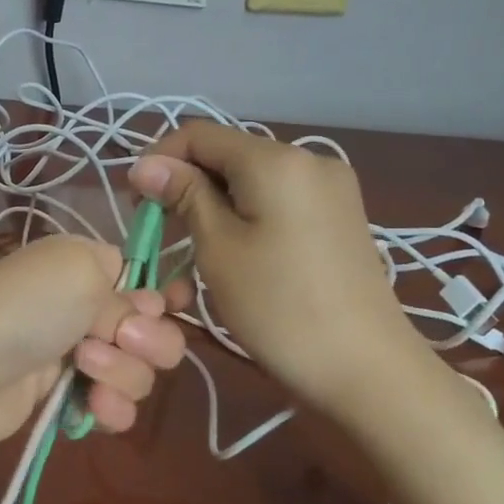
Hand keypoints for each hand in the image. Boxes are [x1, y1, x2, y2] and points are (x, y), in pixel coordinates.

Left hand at [0, 235, 189, 456]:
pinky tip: (93, 409)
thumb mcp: (82, 274)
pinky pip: (115, 407)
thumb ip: (127, 291)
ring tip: (84, 370)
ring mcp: (76, 356)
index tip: (169, 307)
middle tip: (119, 340)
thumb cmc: (23, 308)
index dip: (163, 297)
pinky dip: (111, 409)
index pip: (145, 280)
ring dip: (124, 375)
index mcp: (89, 265)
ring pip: (139, 373)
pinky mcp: (66, 399)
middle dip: (148, 341)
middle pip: (153, 331)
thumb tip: (144, 311)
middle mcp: (86, 307)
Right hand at [129, 122, 437, 424]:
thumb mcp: (218, 248)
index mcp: (276, 159)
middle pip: (227, 155)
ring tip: (191, 250)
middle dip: (186, 185)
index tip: (136, 202)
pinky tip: (233, 252)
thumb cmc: (279, 307)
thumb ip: (184, 195)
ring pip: (251, 181)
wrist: (368, 369)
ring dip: (213, 206)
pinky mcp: (339, 216)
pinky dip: (246, 217)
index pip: (199, 134)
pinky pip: (278, 200)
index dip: (159, 160)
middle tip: (159, 231)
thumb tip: (146, 164)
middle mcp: (309, 159)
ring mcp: (330, 188)